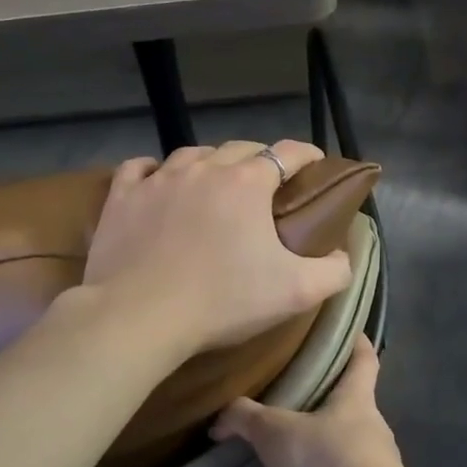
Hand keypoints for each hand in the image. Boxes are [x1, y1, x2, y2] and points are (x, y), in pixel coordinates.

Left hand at [82, 140, 353, 356]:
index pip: (288, 152)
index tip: (316, 164)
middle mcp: (205, 168)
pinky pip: (140, 168)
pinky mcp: (122, 197)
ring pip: (193, 154)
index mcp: (249, 183)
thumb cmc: (223, 300)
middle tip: (268, 184)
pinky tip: (158, 180)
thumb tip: (344, 257)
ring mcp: (159, 179)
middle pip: (241, 148)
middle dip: (260, 159)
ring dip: (211, 163)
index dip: (308, 155)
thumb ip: (334, 272)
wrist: (139, 317)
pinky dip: (155, 170)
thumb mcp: (296, 292)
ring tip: (216, 182)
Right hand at [210, 335, 407, 466]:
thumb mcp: (276, 432)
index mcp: (355, 400)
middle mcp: (368, 432)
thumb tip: (220, 419)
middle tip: (289, 412)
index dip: (356, 342)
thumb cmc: (328, 456)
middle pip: (348, 414)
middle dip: (321, 415)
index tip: (348, 331)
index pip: (363, 359)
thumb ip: (246, 420)